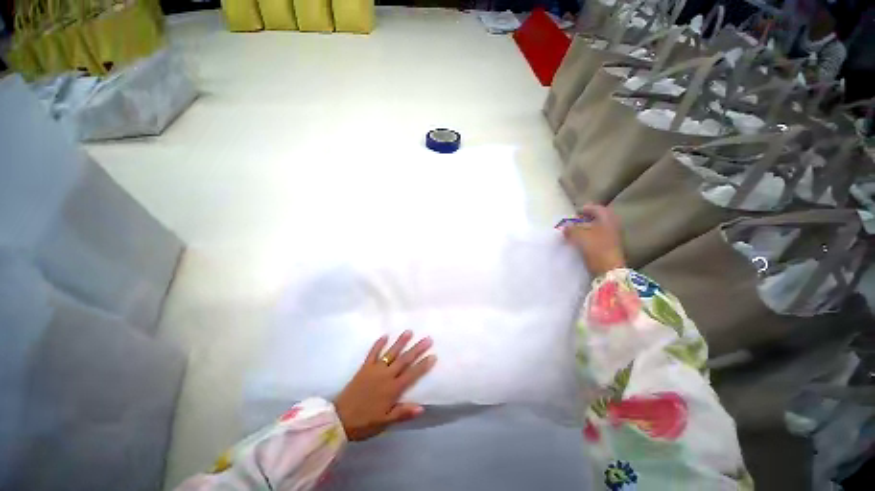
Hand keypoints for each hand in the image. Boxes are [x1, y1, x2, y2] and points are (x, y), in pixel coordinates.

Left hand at [335, 331, 436, 440]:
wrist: (339, 419)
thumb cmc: (364, 422)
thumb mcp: (385, 422)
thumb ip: (403, 413)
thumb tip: (422, 408)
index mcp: (393, 389)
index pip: (412, 374)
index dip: (423, 365)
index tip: (433, 355)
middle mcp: (386, 376)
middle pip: (405, 360)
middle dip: (417, 349)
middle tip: (427, 339)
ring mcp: (375, 369)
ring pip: (391, 353)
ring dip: (401, 342)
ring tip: (409, 331)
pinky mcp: (364, 367)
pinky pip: (373, 353)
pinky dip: (378, 344)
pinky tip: (385, 335)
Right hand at [561, 205, 625, 276]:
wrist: (609, 270)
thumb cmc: (596, 248)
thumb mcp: (579, 236)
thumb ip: (571, 229)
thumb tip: (565, 227)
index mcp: (607, 219)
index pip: (596, 208)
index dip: (584, 209)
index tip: (574, 213)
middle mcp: (612, 225)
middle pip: (598, 218)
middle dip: (585, 220)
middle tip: (573, 223)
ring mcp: (613, 237)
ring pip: (598, 229)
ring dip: (586, 230)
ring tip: (574, 234)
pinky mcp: (610, 248)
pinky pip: (598, 238)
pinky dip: (589, 238)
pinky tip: (581, 243)